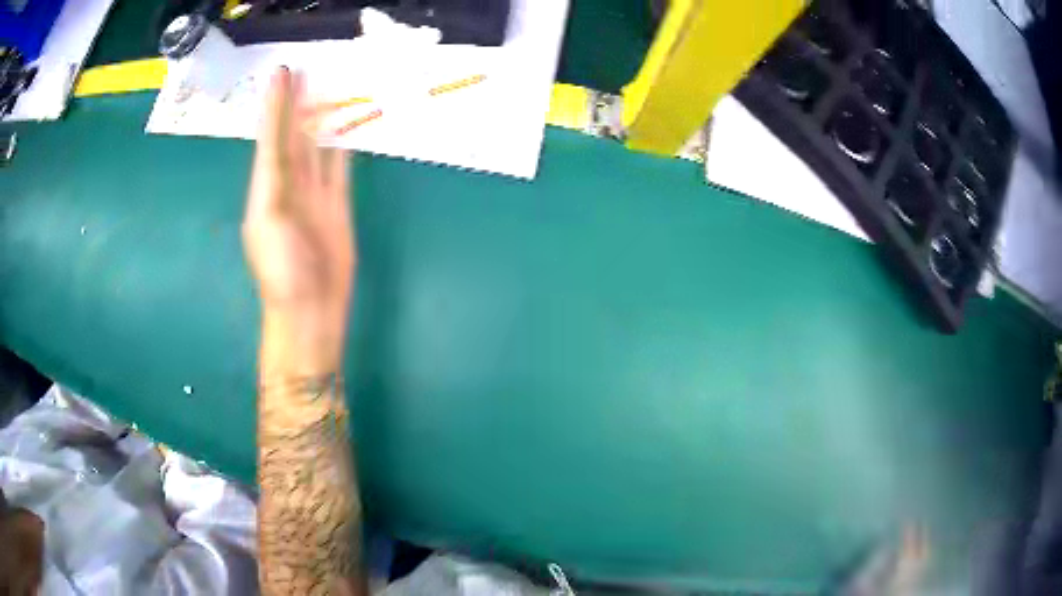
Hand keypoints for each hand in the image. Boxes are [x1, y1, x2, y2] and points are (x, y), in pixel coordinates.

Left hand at [242, 68, 354, 376]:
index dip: (276, 104)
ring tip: (331, 89)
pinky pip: (340, 168)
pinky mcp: (337, 205)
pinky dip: (344, 147)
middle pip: (294, 135)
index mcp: (267, 185)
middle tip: (308, 70)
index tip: (284, 72)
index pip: (272, 135)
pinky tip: (348, 128)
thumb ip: (277, 168)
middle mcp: (289, 184)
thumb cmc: (283, 267)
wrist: (311, 309)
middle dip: (298, 104)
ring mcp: (314, 194)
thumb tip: (280, 126)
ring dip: (322, 120)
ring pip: (318, 147)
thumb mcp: (271, 213)